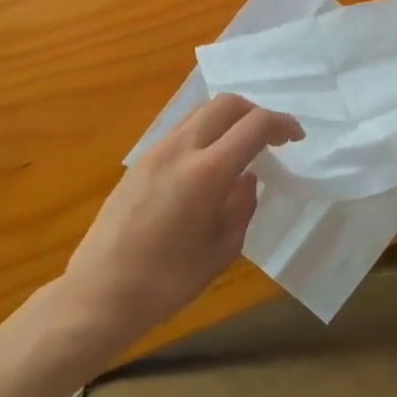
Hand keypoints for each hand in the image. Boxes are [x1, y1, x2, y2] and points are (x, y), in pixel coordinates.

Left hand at [57, 94, 302, 355]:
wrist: (100, 293)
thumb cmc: (168, 281)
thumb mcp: (222, 250)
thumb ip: (242, 206)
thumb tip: (247, 177)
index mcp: (207, 173)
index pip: (254, 125)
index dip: (282, 124)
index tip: (296, 138)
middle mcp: (180, 149)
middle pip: (226, 103)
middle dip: (255, 112)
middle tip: (270, 139)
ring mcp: (155, 152)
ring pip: (201, 113)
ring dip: (228, 121)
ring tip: (241, 150)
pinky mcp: (140, 161)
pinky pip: (181, 131)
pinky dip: (206, 134)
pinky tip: (210, 166)